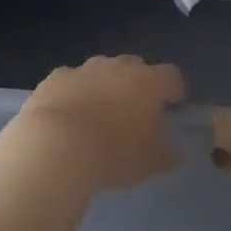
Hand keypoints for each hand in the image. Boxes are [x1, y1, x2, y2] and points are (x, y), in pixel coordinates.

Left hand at [18, 55, 184, 190]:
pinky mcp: (56, 78)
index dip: (174, 88)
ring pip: (101, 70)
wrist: (56, 146)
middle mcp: (119, 67)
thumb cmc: (113, 153)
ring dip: (104, 85)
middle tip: (134, 108)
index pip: (171, 75)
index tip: (173, 103)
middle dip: (137, 83)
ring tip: (99, 111)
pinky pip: (71, 81)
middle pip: (135, 66)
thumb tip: (174, 153)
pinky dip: (74, 92)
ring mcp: (85, 69)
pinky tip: (68, 114)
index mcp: (148, 82)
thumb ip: (166, 155)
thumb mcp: (150, 163)